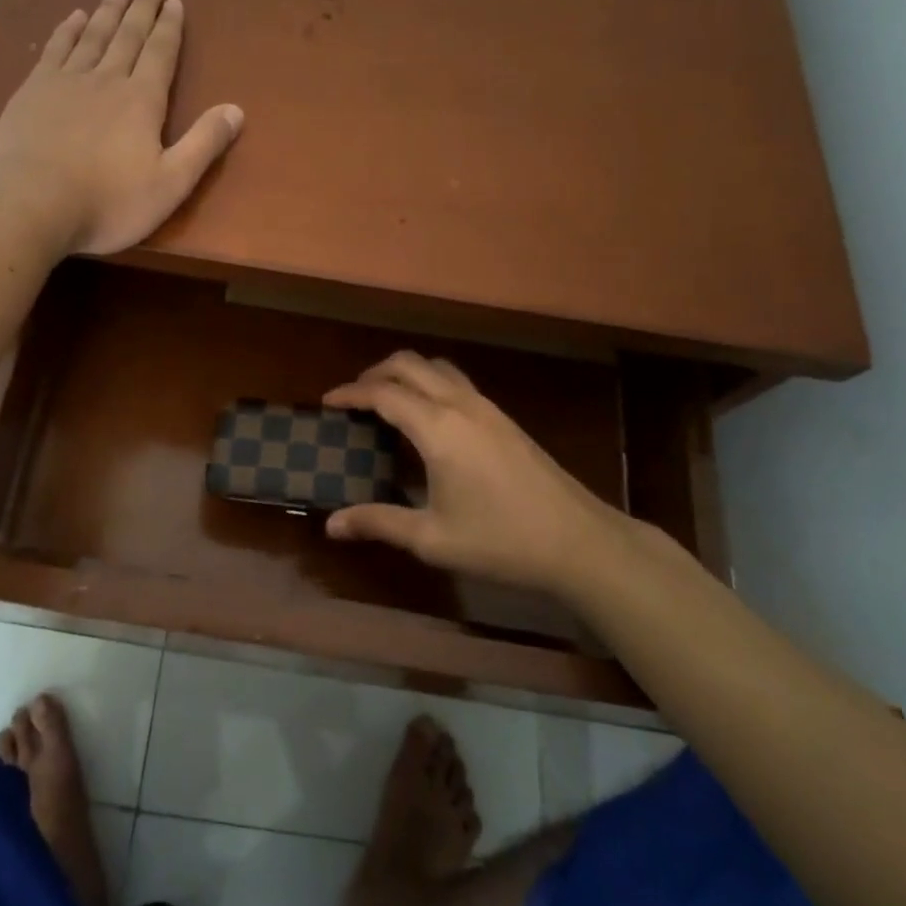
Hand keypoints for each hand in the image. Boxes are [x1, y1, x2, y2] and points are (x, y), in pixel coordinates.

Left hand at [0, 0, 243, 255]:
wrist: (31, 203)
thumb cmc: (107, 202)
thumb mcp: (169, 184)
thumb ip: (203, 145)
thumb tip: (236, 109)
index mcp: (142, 101)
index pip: (161, 54)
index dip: (169, 28)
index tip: (174, 1)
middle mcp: (106, 80)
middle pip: (128, 36)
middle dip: (141, 9)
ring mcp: (65, 81)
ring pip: (92, 35)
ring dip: (107, 10)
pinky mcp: (32, 91)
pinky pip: (55, 49)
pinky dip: (67, 30)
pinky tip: (73, 17)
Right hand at [322, 352, 665, 599]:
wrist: (579, 541)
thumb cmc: (501, 541)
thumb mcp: (432, 538)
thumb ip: (379, 523)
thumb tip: (331, 525)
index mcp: (438, 428)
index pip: (383, 393)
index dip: (350, 393)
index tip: (327, 402)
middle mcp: (460, 405)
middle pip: (409, 364)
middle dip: (375, 373)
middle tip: (353, 399)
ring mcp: (487, 408)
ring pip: (437, 368)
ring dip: (406, 373)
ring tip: (386, 401)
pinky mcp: (504, 419)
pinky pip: (457, 383)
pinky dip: (429, 384)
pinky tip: (427, 419)